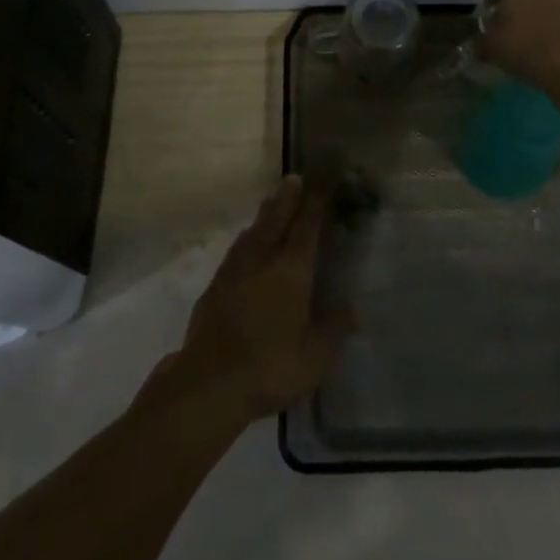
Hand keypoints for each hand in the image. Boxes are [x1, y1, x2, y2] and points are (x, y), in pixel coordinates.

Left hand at [162, 177, 350, 426]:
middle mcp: (263, 258)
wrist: (210, 382)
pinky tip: (246, 242)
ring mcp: (235, 269)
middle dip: (287, 197)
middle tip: (293, 178)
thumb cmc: (271, 367)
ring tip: (272, 202)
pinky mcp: (216, 285)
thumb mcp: (316, 357)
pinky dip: (247, 238)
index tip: (321, 185)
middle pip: (277, 218)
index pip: (307, 227)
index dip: (315, 204)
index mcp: (292, 269)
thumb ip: (334, 328)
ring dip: (265, 213)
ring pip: (254, 231)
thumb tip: (349, 305)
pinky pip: (237, 249)